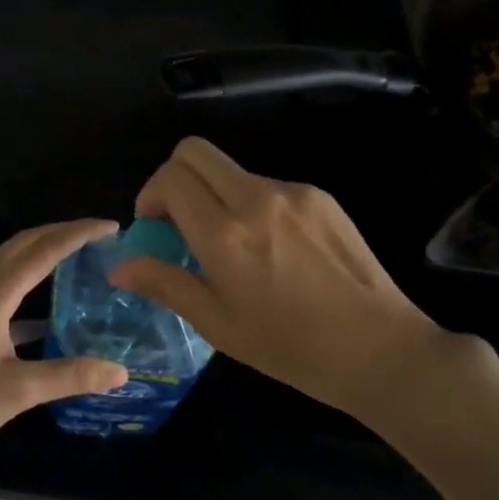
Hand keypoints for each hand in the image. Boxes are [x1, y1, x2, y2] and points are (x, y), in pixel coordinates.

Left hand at [0, 220, 127, 487]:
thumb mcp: (16, 393)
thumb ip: (70, 376)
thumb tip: (121, 372)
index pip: (41, 251)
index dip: (78, 234)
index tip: (111, 227)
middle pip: (21, 245)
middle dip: (60, 234)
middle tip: (100, 236)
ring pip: (6, 263)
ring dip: (41, 254)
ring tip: (79, 258)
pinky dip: (24, 286)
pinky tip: (48, 310)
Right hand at [110, 138, 480, 425]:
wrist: (379, 348)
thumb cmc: (290, 347)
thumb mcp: (218, 324)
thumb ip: (165, 283)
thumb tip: (119, 266)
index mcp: (225, 233)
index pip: (170, 176)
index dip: (151, 194)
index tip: (156, 227)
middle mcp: (255, 198)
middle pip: (195, 151)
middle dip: (175, 177)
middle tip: (181, 221)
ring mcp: (292, 192)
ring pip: (232, 170)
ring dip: (217, 195)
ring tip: (235, 247)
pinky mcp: (320, 196)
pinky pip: (269, 186)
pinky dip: (253, 205)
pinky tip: (275, 250)